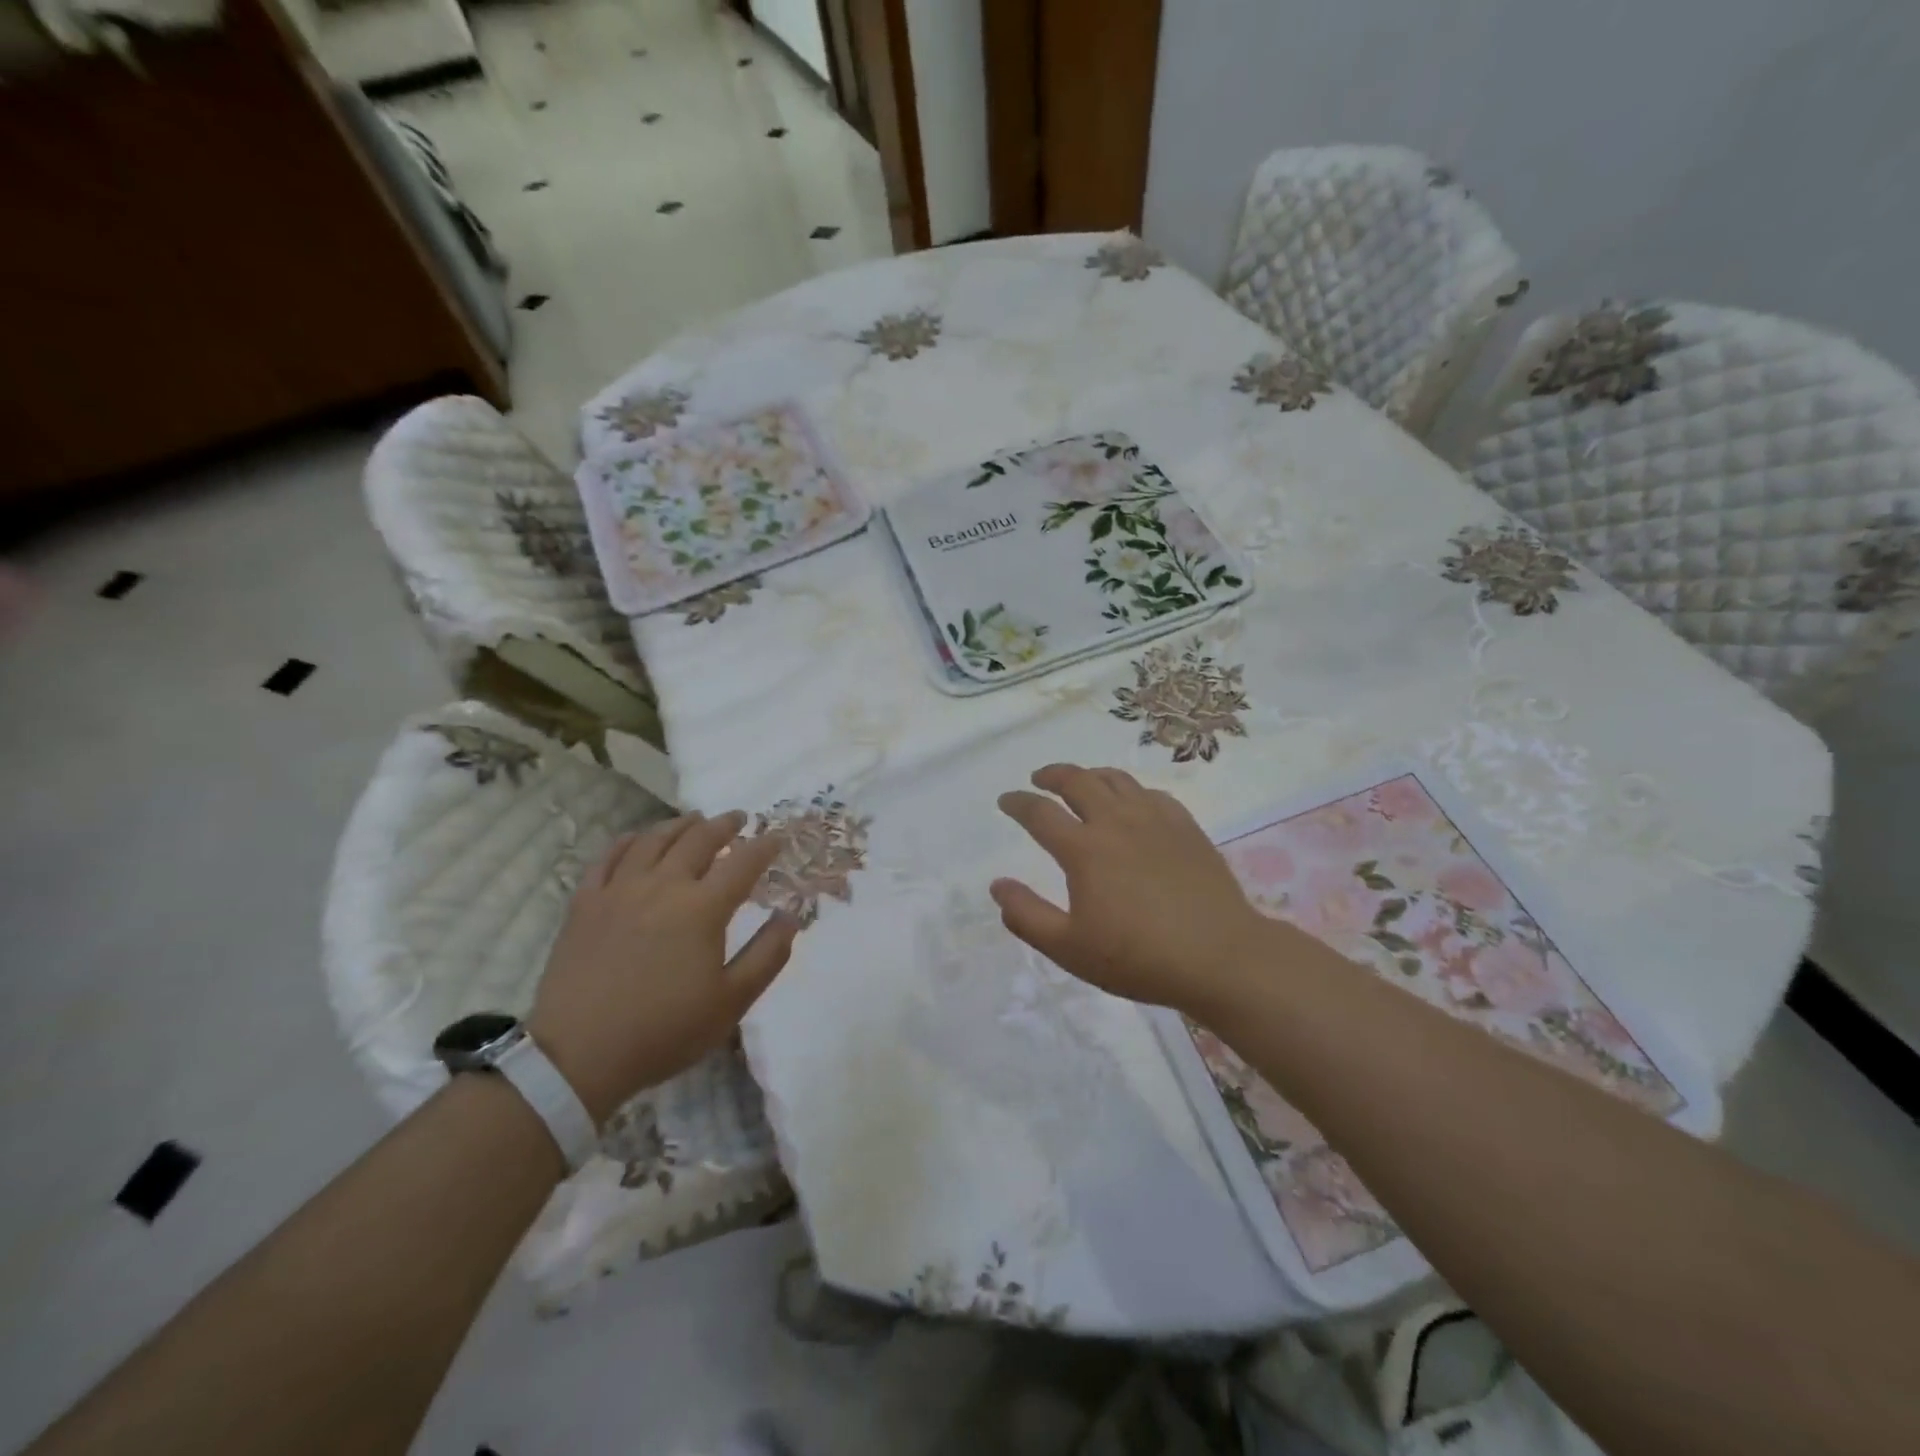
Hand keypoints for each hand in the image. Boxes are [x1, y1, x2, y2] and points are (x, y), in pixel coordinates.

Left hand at [528, 812, 797, 1124]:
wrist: (578, 1056)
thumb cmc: (664, 1031)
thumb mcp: (731, 1002)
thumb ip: (767, 954)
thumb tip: (790, 916)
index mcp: (702, 908)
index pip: (743, 863)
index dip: (764, 846)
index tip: (777, 838)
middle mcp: (663, 886)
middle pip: (699, 839)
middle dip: (724, 825)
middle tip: (739, 818)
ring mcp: (619, 890)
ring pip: (654, 839)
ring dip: (680, 824)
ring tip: (695, 820)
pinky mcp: (585, 903)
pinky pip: (609, 857)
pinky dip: (629, 841)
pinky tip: (638, 839)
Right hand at [991, 764, 1275, 1013]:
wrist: (1219, 957)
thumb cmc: (1138, 958)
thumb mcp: (1069, 948)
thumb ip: (1027, 915)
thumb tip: (998, 885)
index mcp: (1084, 849)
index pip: (1040, 813)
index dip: (1018, 803)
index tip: (1006, 800)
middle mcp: (1116, 822)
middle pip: (1077, 781)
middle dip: (1052, 774)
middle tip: (1039, 778)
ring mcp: (1155, 820)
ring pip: (1116, 779)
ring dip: (1090, 775)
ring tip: (1081, 782)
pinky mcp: (1186, 827)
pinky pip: (1151, 793)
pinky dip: (1131, 790)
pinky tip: (1132, 803)